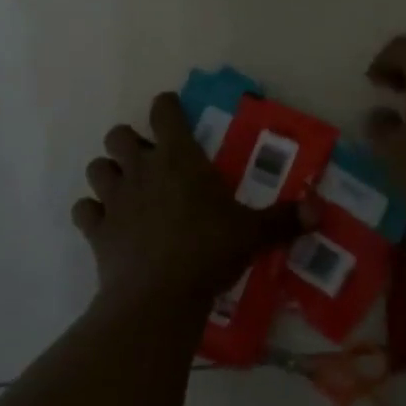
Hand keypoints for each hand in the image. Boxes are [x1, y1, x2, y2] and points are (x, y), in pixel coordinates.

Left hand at [73, 92, 305, 309]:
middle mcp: (142, 169)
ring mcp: (115, 199)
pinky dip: (92, 213)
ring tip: (125, 188)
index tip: (172, 111)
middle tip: (148, 159)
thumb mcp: (253, 234)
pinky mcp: (97, 231)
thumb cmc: (209, 252)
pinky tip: (106, 223)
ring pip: (96, 167)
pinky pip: (83, 210)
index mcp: (179, 157)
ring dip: (108, 173)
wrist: (158, 298)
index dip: (166, 106)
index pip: (164, 111)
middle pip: (118, 134)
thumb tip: (321, 210)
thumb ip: (284, 219)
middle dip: (129, 141)